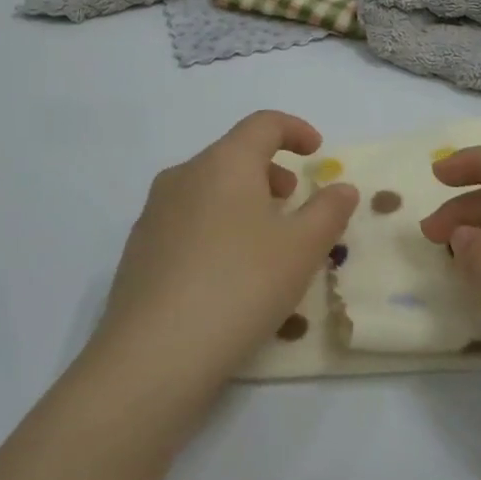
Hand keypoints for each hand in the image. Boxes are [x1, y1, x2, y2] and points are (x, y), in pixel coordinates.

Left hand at [77, 111, 358, 437]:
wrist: (154, 355)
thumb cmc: (240, 286)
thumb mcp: (302, 249)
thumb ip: (329, 211)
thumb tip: (342, 187)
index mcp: (224, 162)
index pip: (263, 123)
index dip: (295, 130)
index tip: (316, 151)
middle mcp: (184, 175)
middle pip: (233, 154)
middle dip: (269, 170)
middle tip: (292, 202)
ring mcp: (154, 212)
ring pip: (208, 188)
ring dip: (242, 199)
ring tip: (263, 240)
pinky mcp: (138, 249)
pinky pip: (186, 220)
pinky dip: (215, 226)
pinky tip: (225, 272)